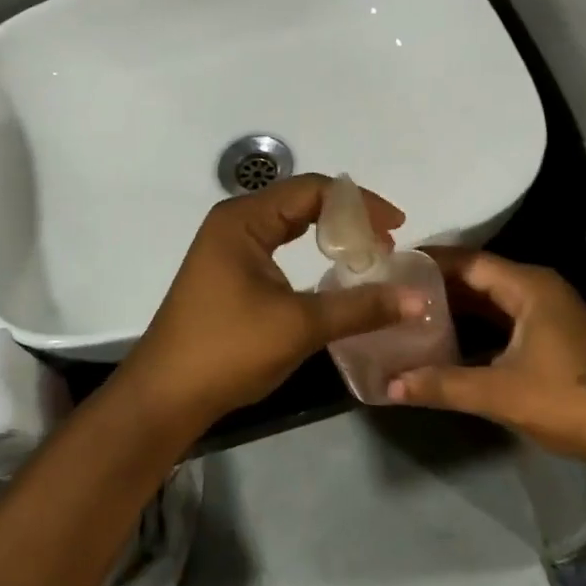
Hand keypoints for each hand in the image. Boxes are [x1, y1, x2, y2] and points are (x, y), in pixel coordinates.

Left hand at [115, 174, 421, 427]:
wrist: (166, 395)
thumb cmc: (228, 350)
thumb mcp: (300, 326)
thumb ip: (360, 307)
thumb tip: (419, 300)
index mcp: (244, 220)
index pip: (313, 190)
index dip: (359, 204)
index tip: (397, 228)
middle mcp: (234, 222)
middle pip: (301, 200)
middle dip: (347, 217)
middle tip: (386, 242)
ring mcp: (228, 246)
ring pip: (289, 222)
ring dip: (329, 234)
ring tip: (367, 254)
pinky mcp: (228, 270)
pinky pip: (278, 244)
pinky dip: (309, 250)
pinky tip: (330, 270)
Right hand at [388, 249, 585, 458]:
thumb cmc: (564, 399)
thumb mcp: (498, 392)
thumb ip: (442, 384)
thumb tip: (389, 385)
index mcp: (529, 286)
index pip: (469, 262)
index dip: (431, 262)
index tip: (394, 265)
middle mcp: (539, 288)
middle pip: (480, 276)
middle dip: (439, 285)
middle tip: (396, 290)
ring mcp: (550, 311)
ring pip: (493, 298)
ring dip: (457, 305)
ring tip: (412, 312)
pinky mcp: (553, 333)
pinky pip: (505, 316)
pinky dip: (476, 323)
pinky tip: (448, 338)